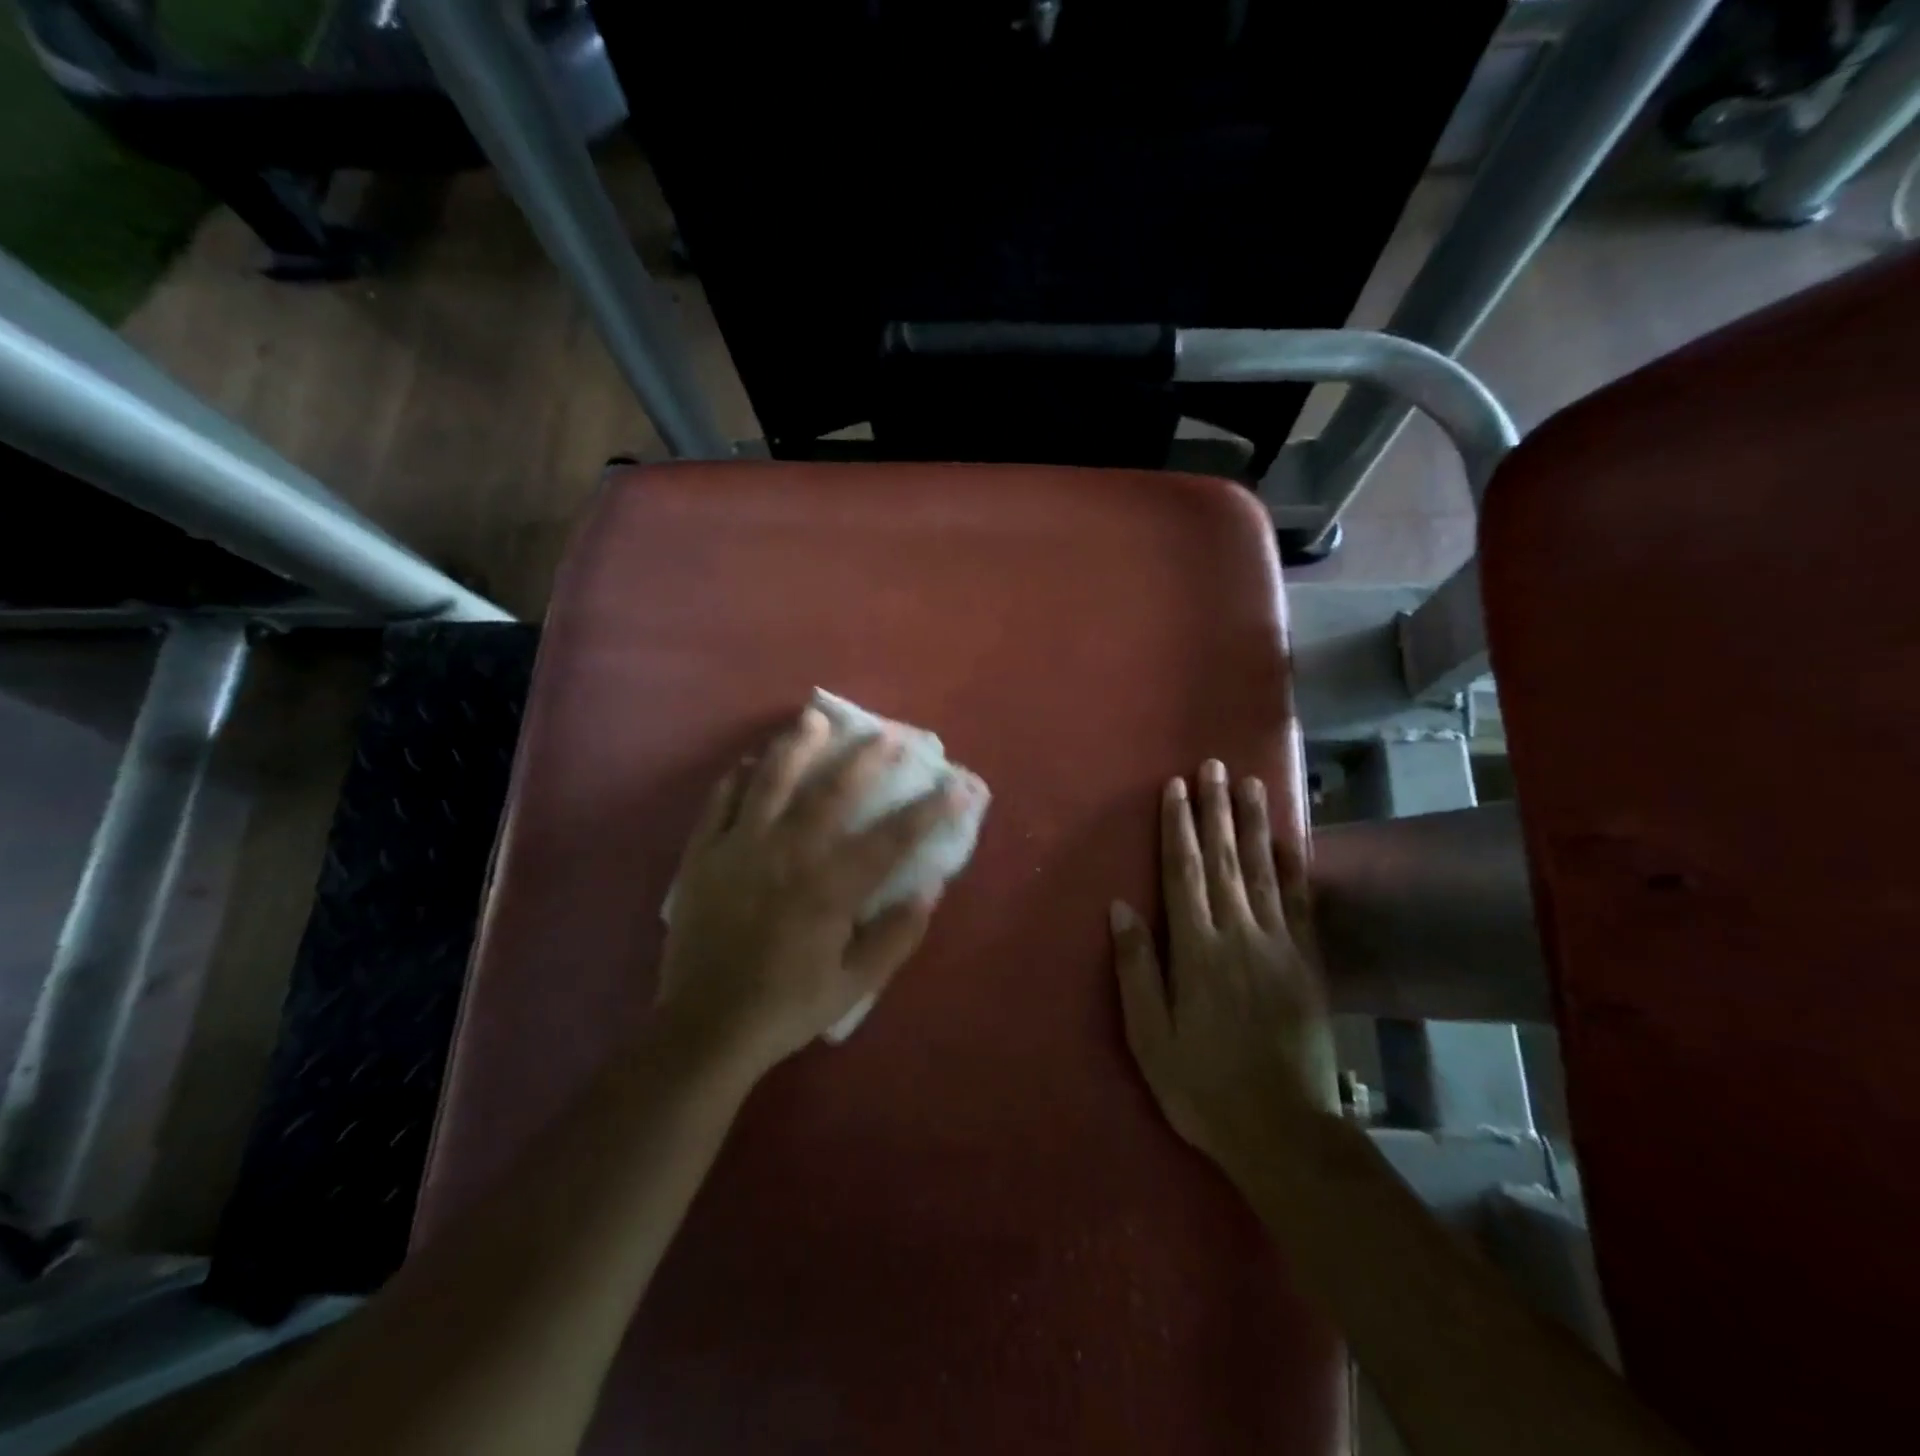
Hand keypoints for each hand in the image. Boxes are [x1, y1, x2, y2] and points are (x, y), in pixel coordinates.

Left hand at [659, 707, 970, 1075]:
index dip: (928, 810)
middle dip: (865, 759)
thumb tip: (930, 887)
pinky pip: (719, 802)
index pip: (891, 838)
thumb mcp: (854, 986)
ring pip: (771, 782)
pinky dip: (736, 778)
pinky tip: (749, 762)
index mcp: (829, 889)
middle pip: (832, 792)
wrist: (705, 1028)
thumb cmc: (787, 1007)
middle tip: (888, 734)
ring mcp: (739, 849)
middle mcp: (787, 855)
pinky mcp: (703, 855)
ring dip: (797, 746)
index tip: (956, 786)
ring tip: (815, 718)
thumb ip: (896, 936)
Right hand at [1109, 760, 1338, 1183]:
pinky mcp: (1307, 963)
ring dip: (1253, 824)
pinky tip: (1288, 840)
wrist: (1282, 1131)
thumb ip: (1136, 967)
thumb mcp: (1149, 1036)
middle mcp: (1238, 936)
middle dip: (1215, 810)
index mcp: (1196, 951)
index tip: (1175, 788)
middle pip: (1224, 861)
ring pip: (1263, 871)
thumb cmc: (1201, 1086)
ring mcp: (1278, 946)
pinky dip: (1293, 867)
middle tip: (1212, 766)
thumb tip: (1121, 906)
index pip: (1185, 875)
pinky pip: (1299, 904)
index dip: (1178, 828)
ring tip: (1249, 784)